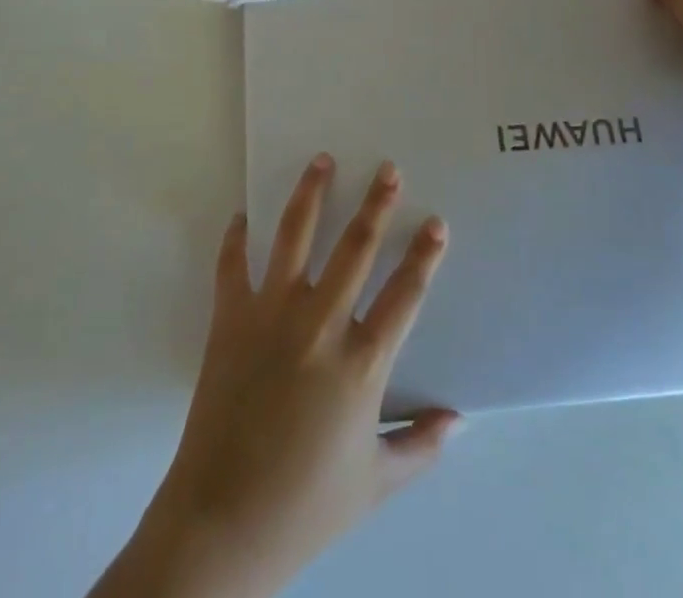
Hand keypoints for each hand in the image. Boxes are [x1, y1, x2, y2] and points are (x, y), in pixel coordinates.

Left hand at [93, 156, 455, 597]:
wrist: (223, 522)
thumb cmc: (307, 504)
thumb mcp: (375, 482)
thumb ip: (420, 445)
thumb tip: (459, 420)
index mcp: (361, 364)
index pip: (404, 296)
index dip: (424, 257)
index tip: (436, 222)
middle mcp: (319, 325)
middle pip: (355, 249)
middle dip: (376, 205)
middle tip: (388, 169)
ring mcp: (270, 315)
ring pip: (294, 237)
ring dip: (310, 194)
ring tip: (321, 160)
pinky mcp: (230, 318)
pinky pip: (232, 265)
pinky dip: (236, 237)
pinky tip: (242, 214)